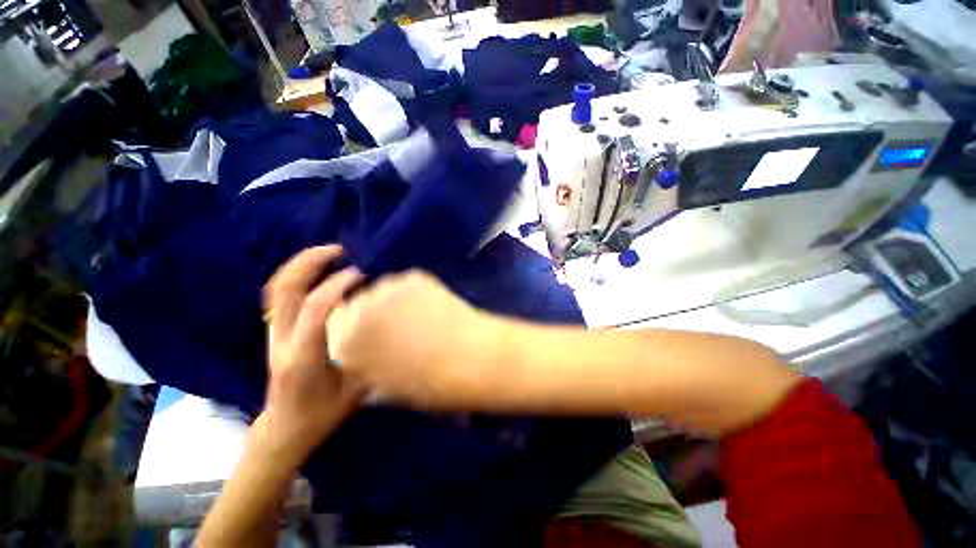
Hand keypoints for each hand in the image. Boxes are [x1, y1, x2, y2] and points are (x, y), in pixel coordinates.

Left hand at [262, 245, 363, 457]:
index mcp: (303, 357)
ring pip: (277, 289)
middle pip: (284, 290)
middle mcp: (283, 341)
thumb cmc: (322, 414)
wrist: (284, 430)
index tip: (358, 274)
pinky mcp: (275, 333)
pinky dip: (297, 276)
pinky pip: (279, 296)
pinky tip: (318, 273)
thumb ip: (368, 357)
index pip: (314, 309)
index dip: (336, 286)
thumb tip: (388, 326)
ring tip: (328, 254)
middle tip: (337, 250)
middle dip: (309, 263)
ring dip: (300, 265)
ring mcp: (274, 335)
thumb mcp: (354, 390)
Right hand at [327, 270, 500, 409]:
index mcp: (345, 343)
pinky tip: (431, 306)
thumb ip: (366, 366)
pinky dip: (414, 292)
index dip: (354, 331)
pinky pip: (406, 283)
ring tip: (419, 316)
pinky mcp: (414, 277)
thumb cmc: (429, 383)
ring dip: (393, 301)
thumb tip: (367, 356)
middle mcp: (359, 310)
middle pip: (356, 303)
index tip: (371, 337)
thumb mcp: (387, 386)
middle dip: (370, 313)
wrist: (471, 357)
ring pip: (382, 291)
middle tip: (396, 325)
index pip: (335, 326)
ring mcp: (388, 288)